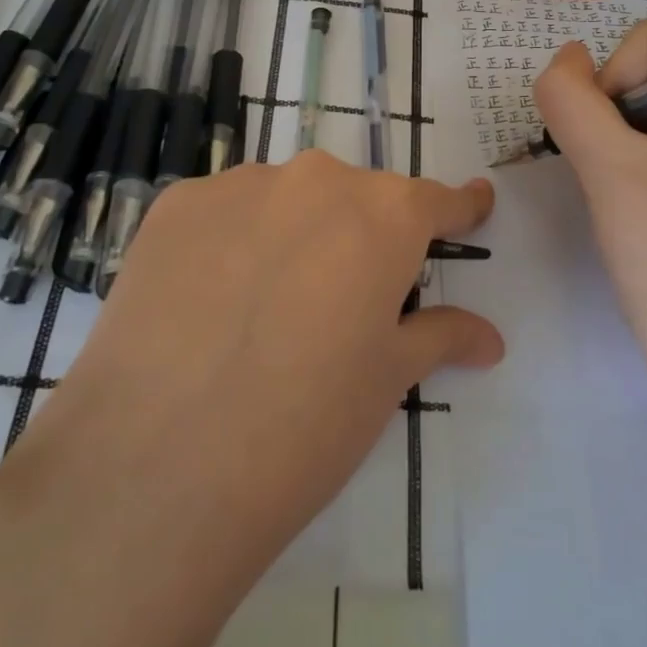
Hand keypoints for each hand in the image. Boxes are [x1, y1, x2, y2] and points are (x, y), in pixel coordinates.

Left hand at [0, 151, 503, 593]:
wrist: (157, 465)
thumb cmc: (305, 424)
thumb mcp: (387, 380)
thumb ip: (440, 337)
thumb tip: (490, 337)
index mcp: (384, 215)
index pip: (436, 200)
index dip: (458, 209)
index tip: (473, 205)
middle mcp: (316, 181)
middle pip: (355, 199)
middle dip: (362, 237)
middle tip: (347, 299)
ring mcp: (238, 186)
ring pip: (286, 200)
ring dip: (293, 235)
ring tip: (269, 306)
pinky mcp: (174, 207)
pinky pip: (225, 212)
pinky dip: (233, 241)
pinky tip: (212, 299)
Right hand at [533, 22, 646, 426]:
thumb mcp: (607, 166)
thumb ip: (571, 98)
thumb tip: (564, 56)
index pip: (645, 43)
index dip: (608, 87)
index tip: (610, 152)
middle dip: (612, 119)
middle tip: (615, 180)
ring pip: (646, 110)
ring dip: (617, 145)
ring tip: (626, 199)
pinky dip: (634, 165)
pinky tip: (638, 208)